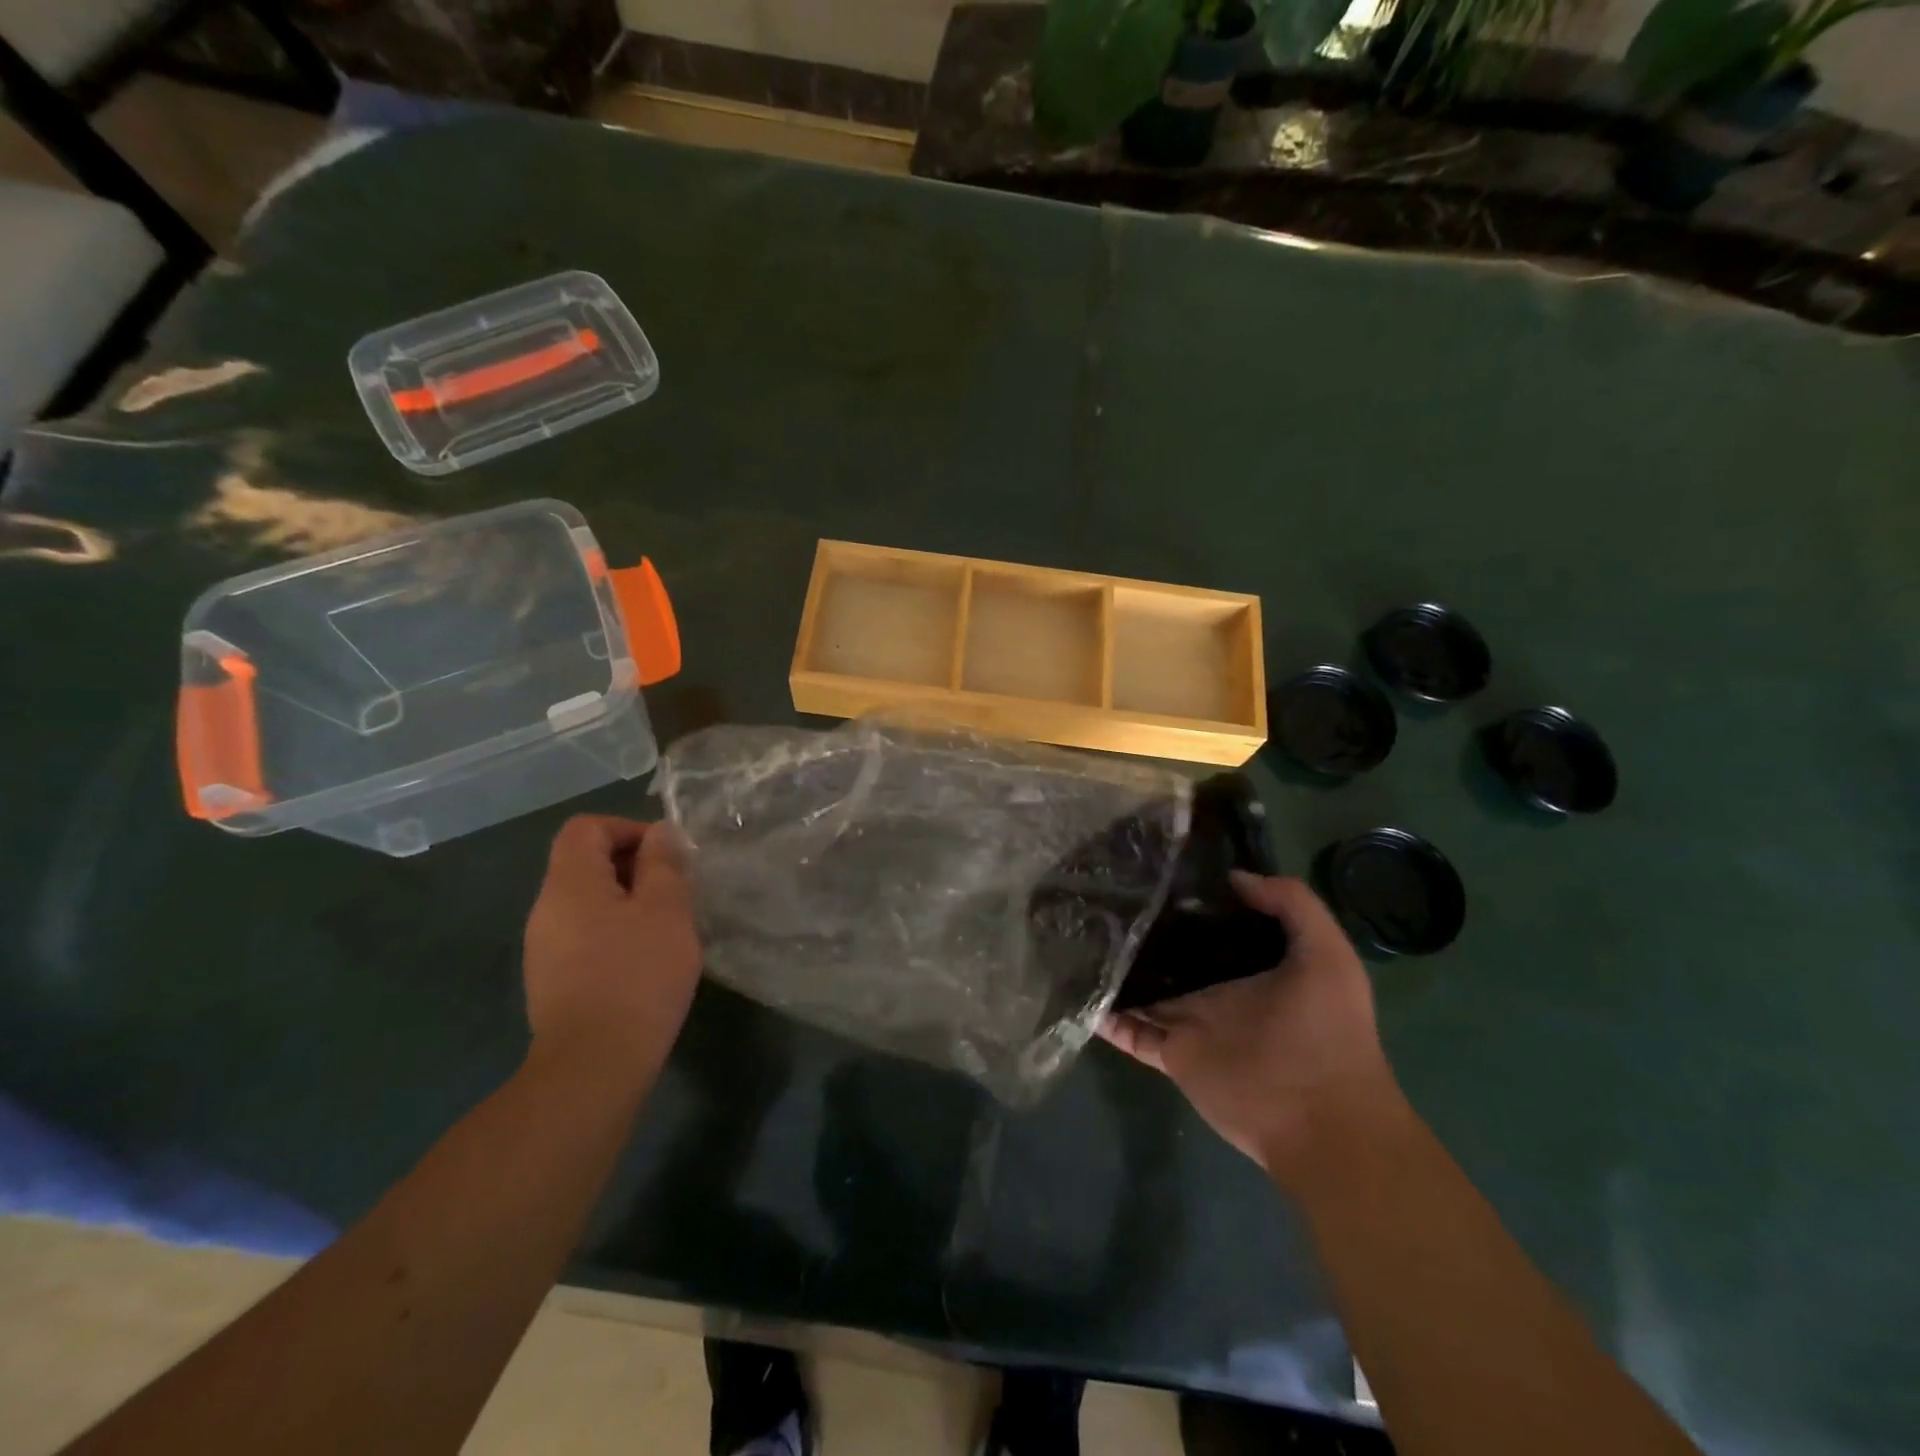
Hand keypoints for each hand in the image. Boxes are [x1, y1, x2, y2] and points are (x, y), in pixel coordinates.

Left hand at [522, 815, 701, 1080]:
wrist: (594, 1065)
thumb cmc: (637, 975)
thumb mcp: (666, 909)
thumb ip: (664, 864)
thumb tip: (660, 833)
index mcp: (569, 884)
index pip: (585, 828)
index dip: (627, 828)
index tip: (667, 855)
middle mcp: (546, 909)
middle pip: (584, 863)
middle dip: (634, 866)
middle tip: (676, 891)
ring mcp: (544, 948)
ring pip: (588, 902)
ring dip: (628, 902)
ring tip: (667, 927)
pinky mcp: (552, 980)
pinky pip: (585, 935)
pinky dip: (616, 932)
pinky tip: (645, 960)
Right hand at [1101, 872, 1406, 1189]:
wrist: (1322, 1118)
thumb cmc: (1329, 1031)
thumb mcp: (1328, 953)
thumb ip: (1292, 905)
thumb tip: (1234, 877)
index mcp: (1248, 965)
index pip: (1209, 926)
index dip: (1186, 901)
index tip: (1152, 870)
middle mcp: (1214, 989)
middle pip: (1169, 954)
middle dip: (1141, 931)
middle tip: (1101, 896)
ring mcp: (1191, 1022)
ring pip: (1142, 990)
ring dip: (1116, 970)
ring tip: (1076, 936)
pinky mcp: (1174, 1054)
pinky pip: (1131, 1032)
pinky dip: (1105, 1017)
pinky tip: (1077, 991)